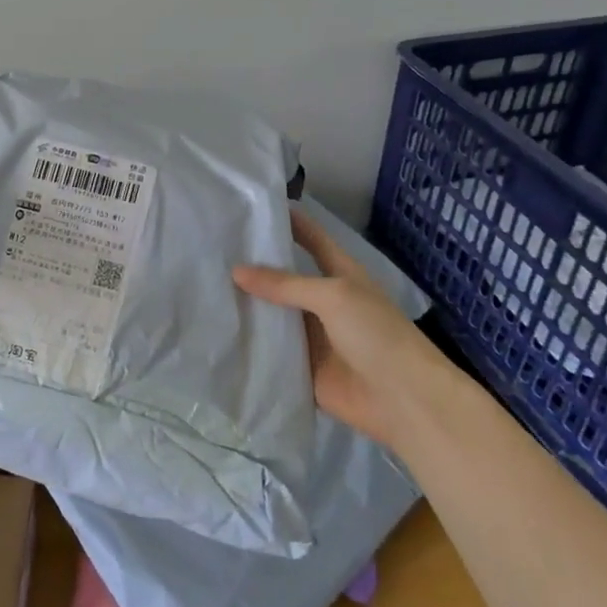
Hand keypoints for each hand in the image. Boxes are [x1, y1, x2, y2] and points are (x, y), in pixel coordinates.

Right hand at [233, 209, 433, 444]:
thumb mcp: (333, 296)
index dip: (286, 220)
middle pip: (283, 277)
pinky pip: (271, 351)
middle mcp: (322, 300)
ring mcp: (311, 335)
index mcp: (338, 273)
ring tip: (202, 284)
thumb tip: (236, 271)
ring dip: (246, 305)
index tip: (250, 205)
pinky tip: (217, 331)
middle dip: (253, 265)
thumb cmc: (376, 334)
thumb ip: (285, 284)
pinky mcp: (301, 367)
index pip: (309, 237)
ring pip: (273, 314)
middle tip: (210, 247)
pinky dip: (249, 344)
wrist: (405, 400)